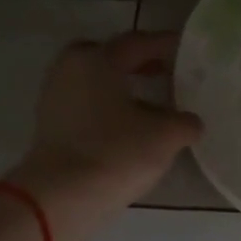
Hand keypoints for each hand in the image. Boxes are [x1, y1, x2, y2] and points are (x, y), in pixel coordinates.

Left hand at [7, 32, 202, 240]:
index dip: (166, 45)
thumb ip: (185, 122)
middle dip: (137, 63)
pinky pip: (85, 104)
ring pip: (95, 82)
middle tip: (164, 73)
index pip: (138, 42)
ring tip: (151, 106)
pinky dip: (107, 108)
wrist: (61, 197)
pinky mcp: (50, 125)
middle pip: (109, 56)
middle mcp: (71, 69)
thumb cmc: (116, 153)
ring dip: (122, 88)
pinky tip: (128, 128)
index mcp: (98, 59)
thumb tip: (190, 122)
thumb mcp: (166, 136)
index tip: (187, 50)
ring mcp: (55, 97)